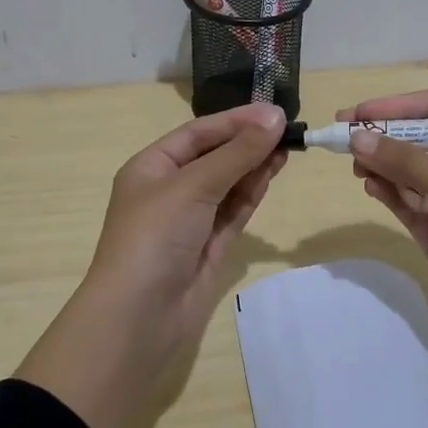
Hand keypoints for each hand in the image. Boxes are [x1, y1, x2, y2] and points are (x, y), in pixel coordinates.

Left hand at [17, 103, 287, 427]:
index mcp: (151, 167)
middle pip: (214, 156)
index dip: (235, 120)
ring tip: (288, 146)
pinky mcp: (209, 246)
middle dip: (248, 142)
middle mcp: (169, 190)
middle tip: (289, 128)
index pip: (198, 133)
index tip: (274, 111)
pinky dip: (252, 192)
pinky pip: (234, 211)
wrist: (139, 316)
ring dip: (255, 164)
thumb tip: (274, 117)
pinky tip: (273, 172)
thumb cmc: (155, 236)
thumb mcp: (193, 186)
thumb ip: (236, 153)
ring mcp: (190, 220)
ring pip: (228, 183)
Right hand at [340, 89, 427, 349]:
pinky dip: (384, 190)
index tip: (361, 112)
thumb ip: (411, 164)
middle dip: (383, 134)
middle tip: (342, 135)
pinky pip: (402, 199)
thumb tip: (357, 137)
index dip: (400, 107)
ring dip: (380, 162)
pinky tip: (369, 185)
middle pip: (417, 137)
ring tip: (355, 165)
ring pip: (405, 168)